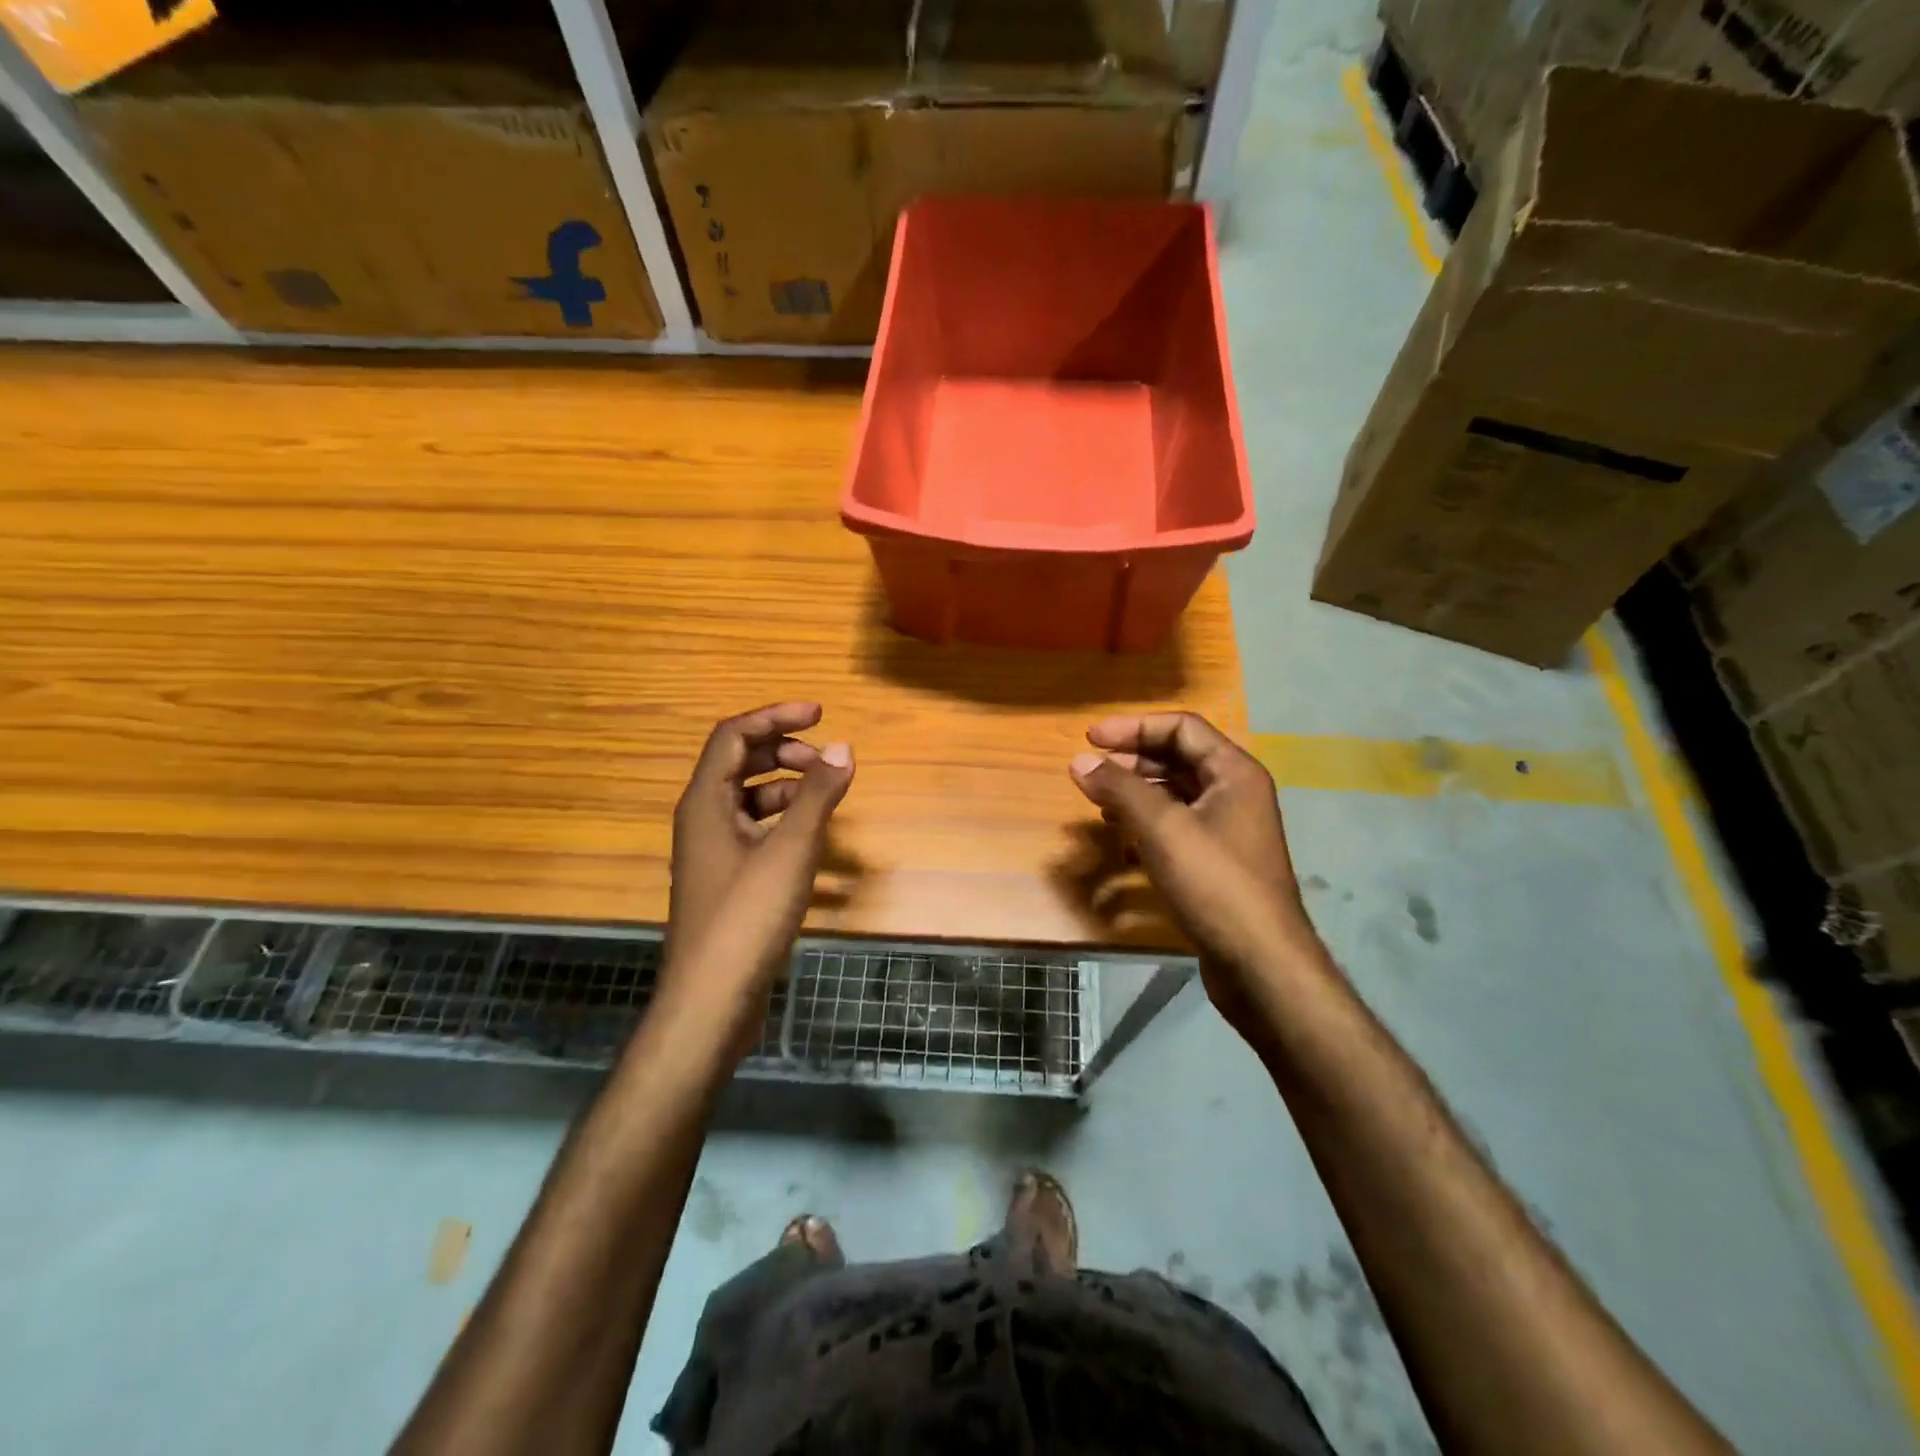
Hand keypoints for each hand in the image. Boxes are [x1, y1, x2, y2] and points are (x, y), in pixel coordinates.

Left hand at [664, 702, 852, 1050]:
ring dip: (786, 786)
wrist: (710, 1000)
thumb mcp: (790, 851)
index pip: (734, 735)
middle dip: (783, 750)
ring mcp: (712, 851)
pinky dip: (783, 821)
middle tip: (826, 758)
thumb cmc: (746, 918)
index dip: (775, 716)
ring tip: (825, 795)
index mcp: (705, 802)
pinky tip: (812, 838)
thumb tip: (843, 746)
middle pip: (739, 763)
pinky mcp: (726, 879)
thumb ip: (818, 796)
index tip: (820, 713)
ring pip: (748, 798)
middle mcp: (702, 818)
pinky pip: (754, 830)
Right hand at [1068, 712, 1316, 1039]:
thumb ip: (1119, 789)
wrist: (1260, 963)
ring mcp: (1228, 830)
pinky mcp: (1217, 862)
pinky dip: (1146, 826)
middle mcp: (1235, 793)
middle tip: (1090, 772)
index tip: (1089, 738)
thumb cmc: (1214, 882)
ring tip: (1100, 804)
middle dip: (1131, 761)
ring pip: (1175, 795)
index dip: (1133, 727)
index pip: (1180, 727)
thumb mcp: (1161, 828)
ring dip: (1136, 794)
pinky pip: (1177, 827)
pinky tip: (1122, 844)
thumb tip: (1079, 761)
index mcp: (1234, 772)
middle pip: (1177, 758)